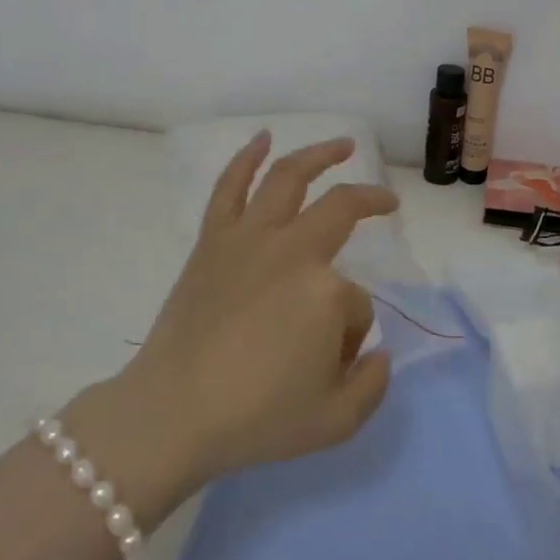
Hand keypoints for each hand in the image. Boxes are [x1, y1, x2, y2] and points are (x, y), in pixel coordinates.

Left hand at [115, 133, 396, 489]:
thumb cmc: (256, 418)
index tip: (335, 358)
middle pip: (340, 208)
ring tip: (342, 145)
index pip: (358, 302)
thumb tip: (379, 352)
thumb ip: (373, 385)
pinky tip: (262, 138)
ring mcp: (249, 237)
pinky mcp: (213, 239)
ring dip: (319, 154)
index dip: (353, 331)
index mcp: (326, 291)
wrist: (173, 414)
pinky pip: (229, 187)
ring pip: (289, 177)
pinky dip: (246, 158)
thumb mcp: (335, 420)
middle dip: (369, 201)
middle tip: (386, 202)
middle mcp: (292, 250)